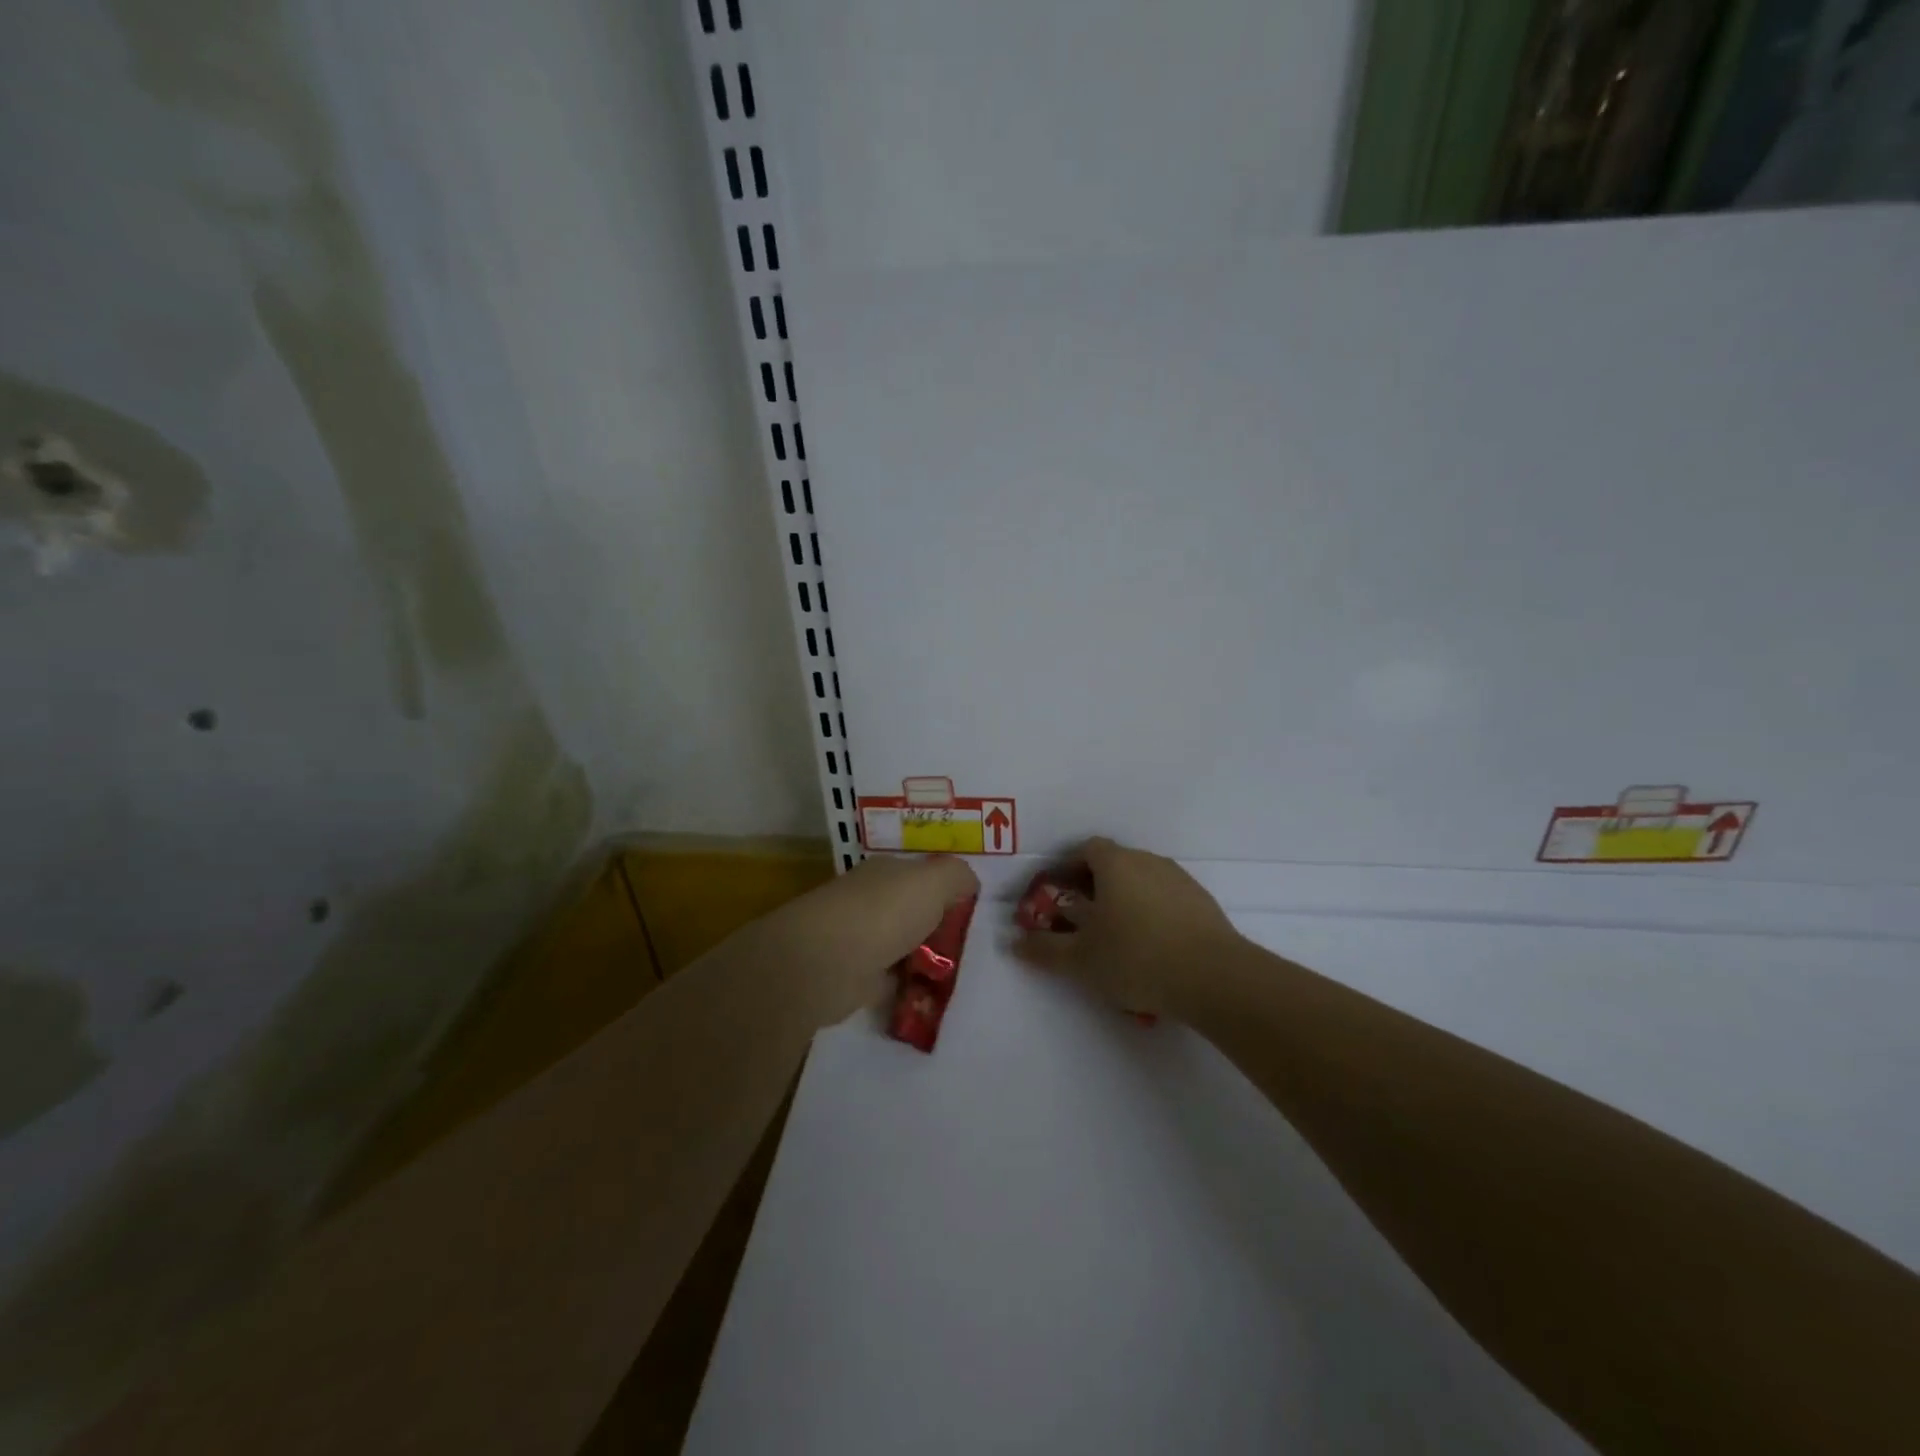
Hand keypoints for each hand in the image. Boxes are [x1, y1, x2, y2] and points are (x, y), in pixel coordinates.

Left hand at [766, 853, 980, 1028]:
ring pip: (904, 946)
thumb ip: (957, 876)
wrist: (824, 963)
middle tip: (973, 950)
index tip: (976, 914)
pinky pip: (891, 980)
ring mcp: (860, 939)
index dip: (949, 892)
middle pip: (914, 912)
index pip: (923, 877)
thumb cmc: (883, 913)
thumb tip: (969, 884)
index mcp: (887, 873)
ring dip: (925, 961)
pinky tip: (930, 998)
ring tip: (959, 977)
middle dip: (940, 929)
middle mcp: (871, 901)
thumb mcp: (933, 881)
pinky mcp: (854, 978)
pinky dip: (907, 989)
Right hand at [1012, 837, 1239, 1016]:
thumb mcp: (1080, 960)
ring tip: (1115, 937)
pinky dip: (1151, 913)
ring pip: (1141, 881)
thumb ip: (1044, 949)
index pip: (1085, 848)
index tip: (1056, 893)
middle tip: (1081, 919)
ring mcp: (1179, 880)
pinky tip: (1150, 948)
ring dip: (1124, 900)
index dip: (1067, 867)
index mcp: (1115, 864)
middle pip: (1113, 863)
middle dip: (1093, 886)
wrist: (1214, 977)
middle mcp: (1147, 861)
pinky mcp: (1203, 903)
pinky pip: (1166, 899)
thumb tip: (1015, 942)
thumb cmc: (1136, 958)